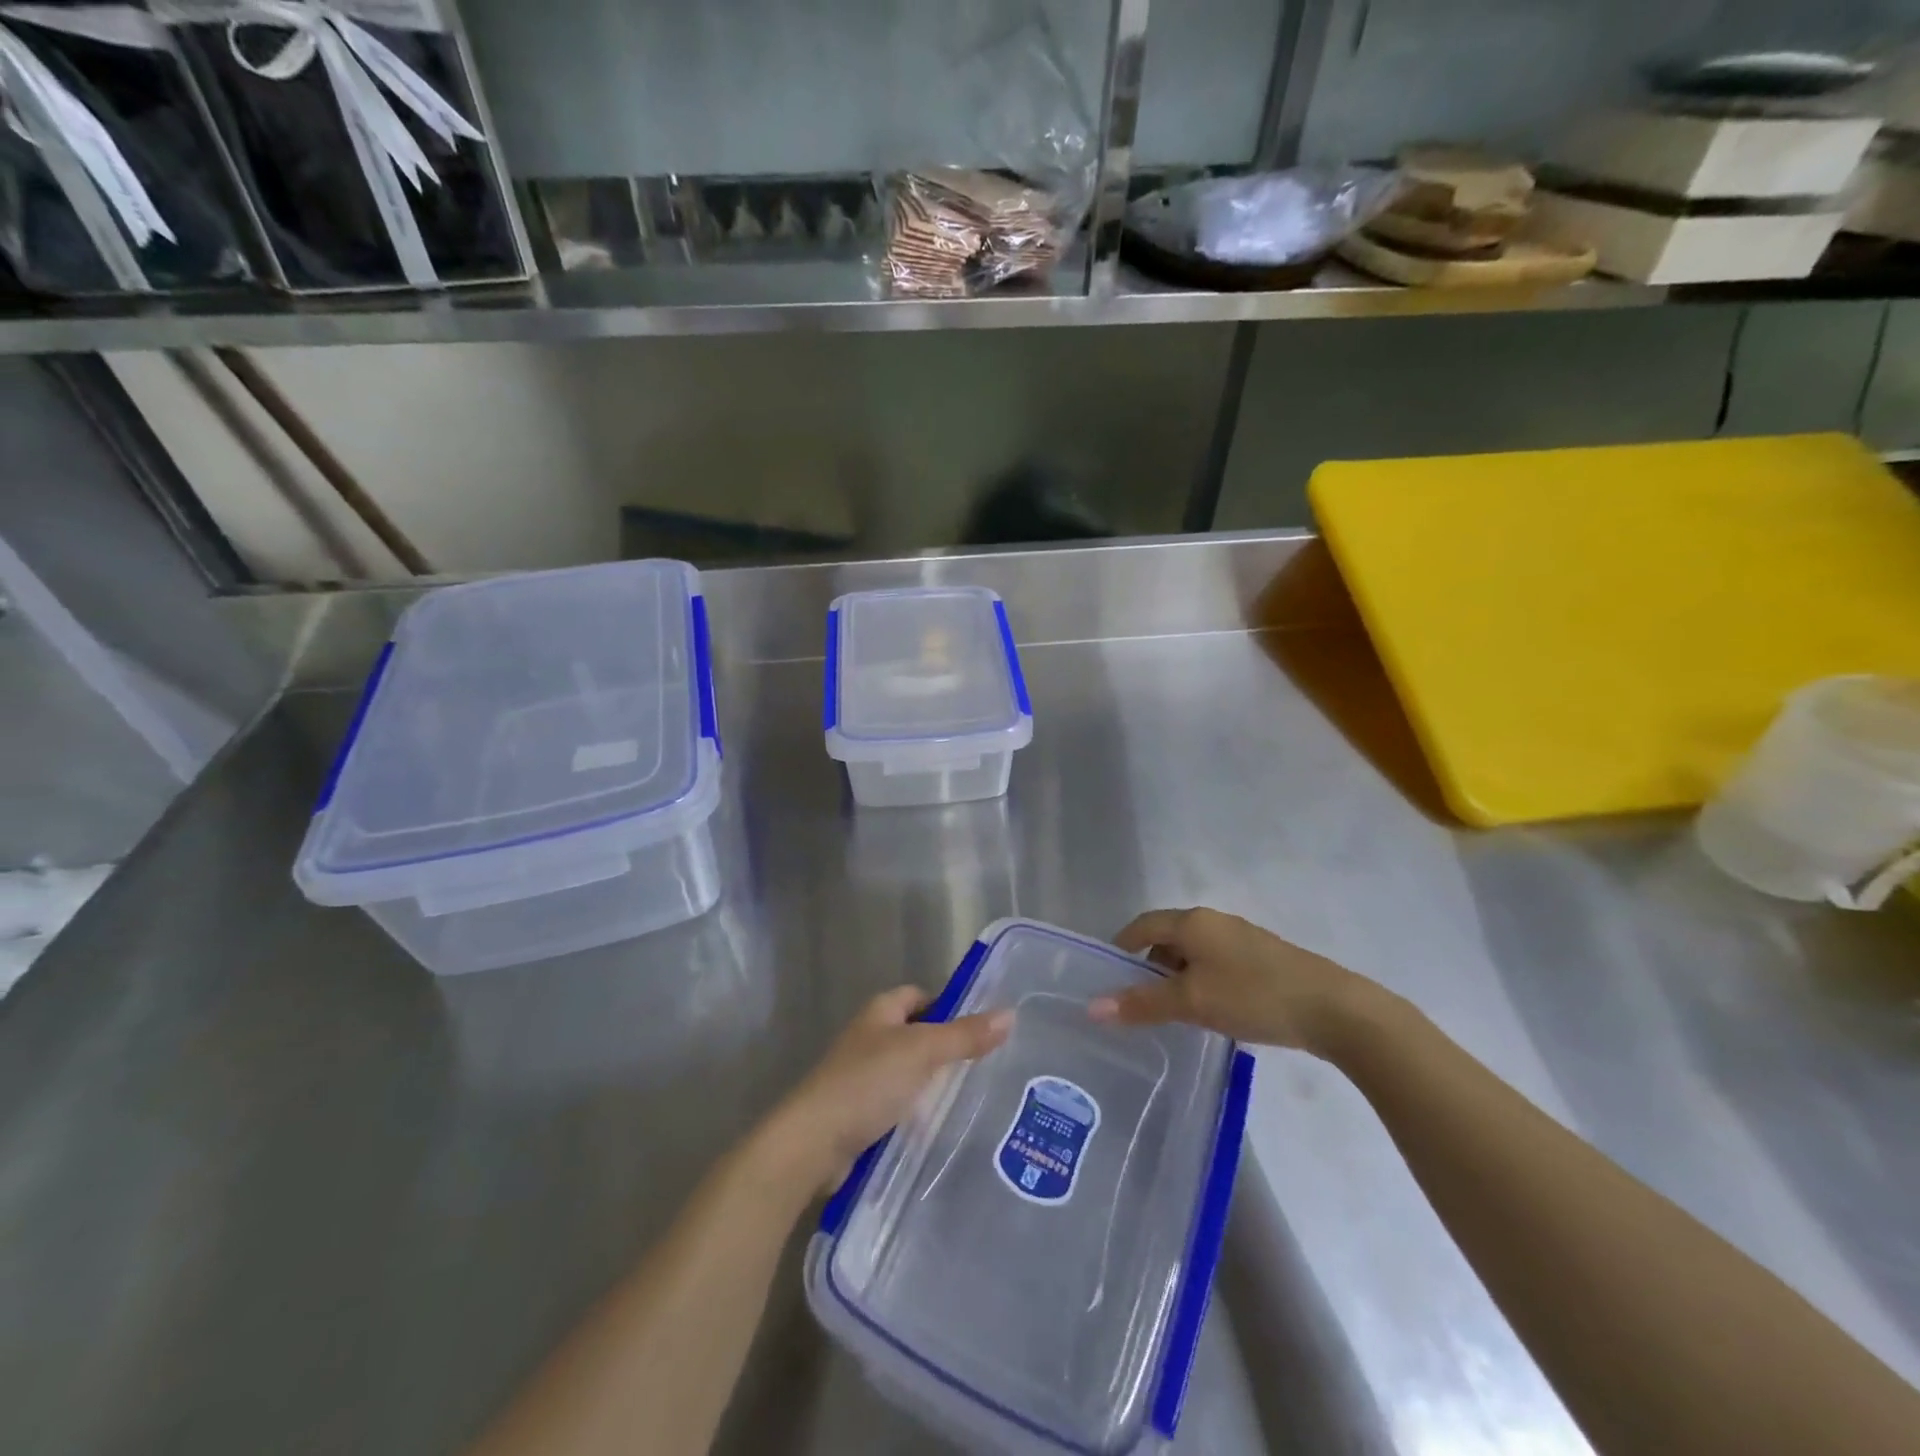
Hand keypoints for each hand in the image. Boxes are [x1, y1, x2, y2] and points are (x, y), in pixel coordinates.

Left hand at [764, 987, 1013, 1194]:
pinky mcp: (860, 1114)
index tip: (980, 1027)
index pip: (920, 996)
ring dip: (932, 1086)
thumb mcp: (922, 1052)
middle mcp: (870, 1038)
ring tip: (974, 1100)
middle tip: (986, 1066)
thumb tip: (1009, 1014)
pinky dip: (916, 1114)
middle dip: (946, 1050)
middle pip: (916, 1035)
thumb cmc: (867, 1083)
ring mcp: (862, 1078)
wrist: (813, 1143)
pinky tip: (940, 1129)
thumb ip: (965, 1035)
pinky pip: (897, 1106)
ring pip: (908, 1074)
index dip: (948, 1006)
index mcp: (880, 1012)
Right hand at [1089, 907, 1370, 1054]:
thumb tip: (1092, 1007)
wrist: (1333, 1009)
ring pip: (1194, 953)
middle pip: (1168, 938)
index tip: (1108, 977)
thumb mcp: (1191, 1002)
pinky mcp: (1263, 959)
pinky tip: (1212, 1011)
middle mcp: (1214, 922)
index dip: (1122, 947)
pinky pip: (1217, 964)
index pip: (1143, 925)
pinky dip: (1203, 982)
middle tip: (1139, 1003)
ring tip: (1174, 1013)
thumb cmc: (1252, 996)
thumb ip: (1142, 1004)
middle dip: (1149, 968)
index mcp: (1193, 922)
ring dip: (1178, 978)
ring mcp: (1242, 939)